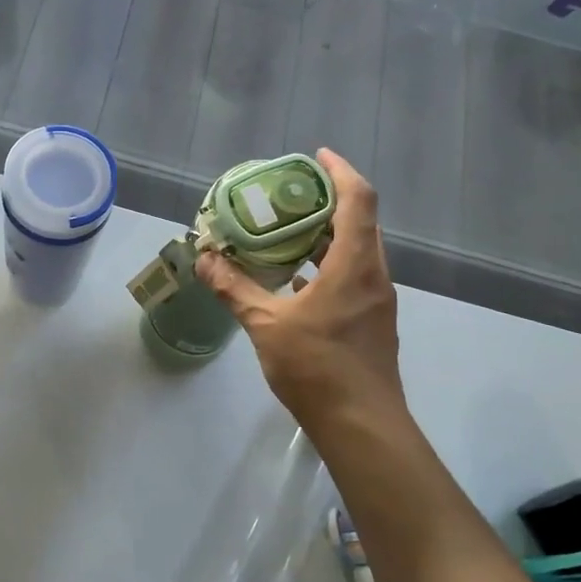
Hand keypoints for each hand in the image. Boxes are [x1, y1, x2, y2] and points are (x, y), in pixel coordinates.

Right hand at [195, 149, 404, 424]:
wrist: (362, 425)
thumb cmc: (317, 368)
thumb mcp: (266, 325)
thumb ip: (234, 289)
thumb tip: (204, 260)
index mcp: (354, 265)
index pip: (358, 200)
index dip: (340, 170)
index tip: (315, 155)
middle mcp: (373, 275)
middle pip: (360, 221)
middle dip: (328, 201)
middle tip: (288, 194)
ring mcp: (376, 300)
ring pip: (356, 251)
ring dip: (327, 235)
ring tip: (285, 231)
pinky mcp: (371, 322)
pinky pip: (352, 276)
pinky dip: (327, 265)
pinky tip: (294, 280)